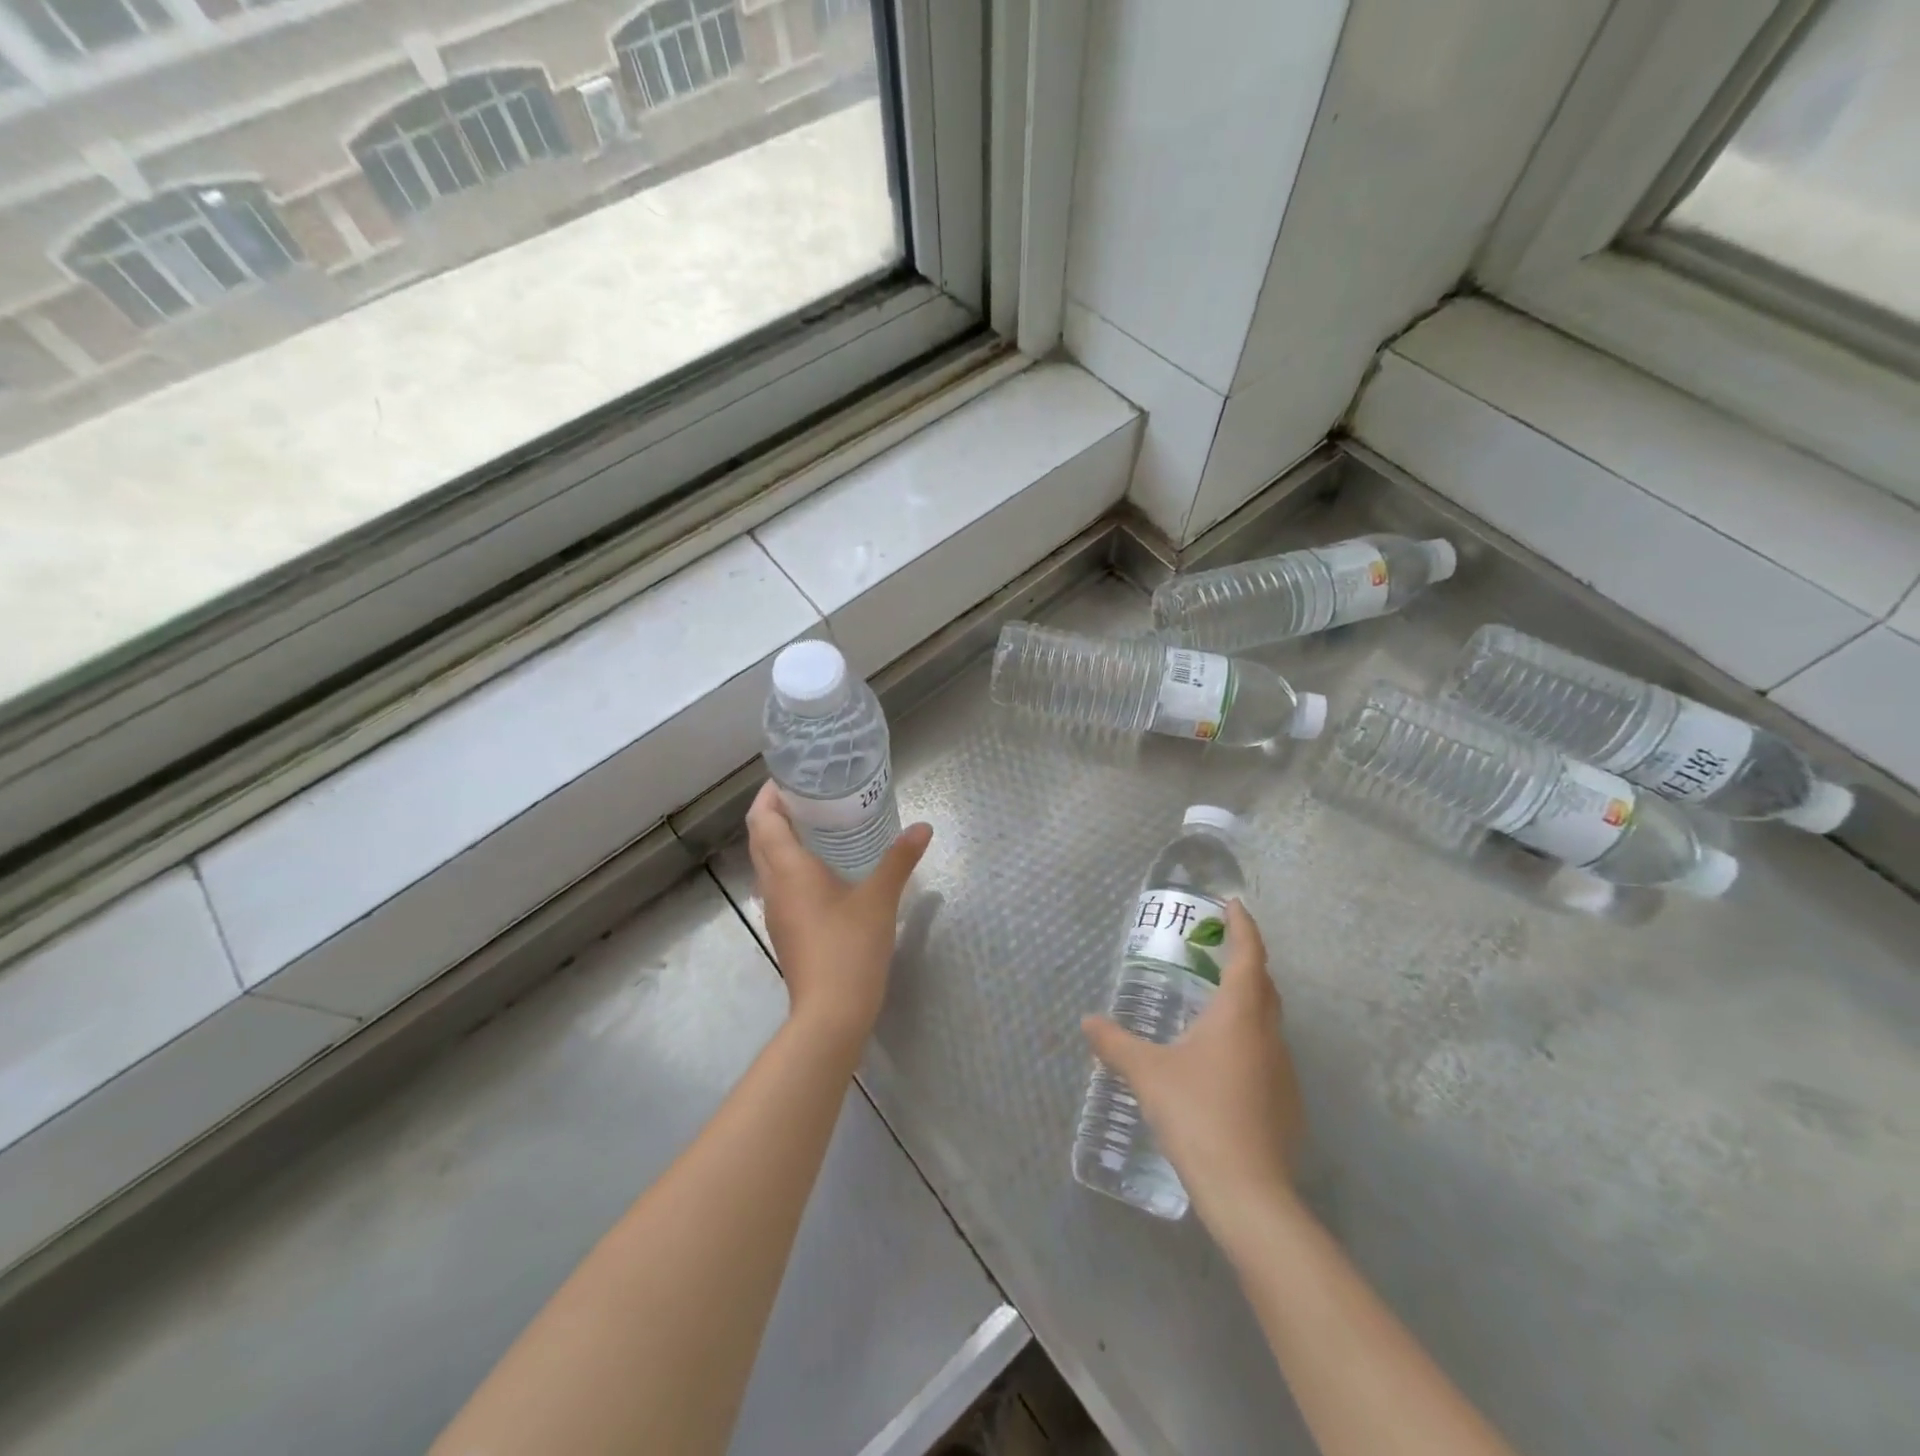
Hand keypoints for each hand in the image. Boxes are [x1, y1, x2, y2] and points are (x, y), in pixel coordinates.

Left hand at [746, 779, 932, 1044]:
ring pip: (766, 861)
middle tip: (810, 794)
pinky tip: (822, 867)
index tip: (792, 776)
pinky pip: (779, 882)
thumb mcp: (879, 899)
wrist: (830, 1014)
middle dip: (776, 810)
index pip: (763, 819)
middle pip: (760, 837)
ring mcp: (776, 910)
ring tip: (817, 823)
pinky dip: (790, 863)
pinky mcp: (785, 929)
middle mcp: (773, 885)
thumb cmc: (850, 949)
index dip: (770, 793)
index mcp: (788, 869)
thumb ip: (899, 860)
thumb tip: (922, 828)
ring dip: (781, 837)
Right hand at [1081, 899, 1304, 1225]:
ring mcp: (1283, 1070)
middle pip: (1264, 984)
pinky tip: (1222, 1063)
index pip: (1249, 954)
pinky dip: (1248, 1041)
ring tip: (1213, 1005)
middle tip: (1217, 950)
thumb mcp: (1147, 1073)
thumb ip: (1115, 1043)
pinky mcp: (1287, 1102)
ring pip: (1268, 1021)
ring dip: (1247, 1003)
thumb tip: (1088, 1021)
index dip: (1243, 926)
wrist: (1247, 1191)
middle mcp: (1268, 1034)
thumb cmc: (1196, 1113)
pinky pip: (1268, 1054)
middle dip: (1245, 960)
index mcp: (1239, 1014)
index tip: (1234, 904)